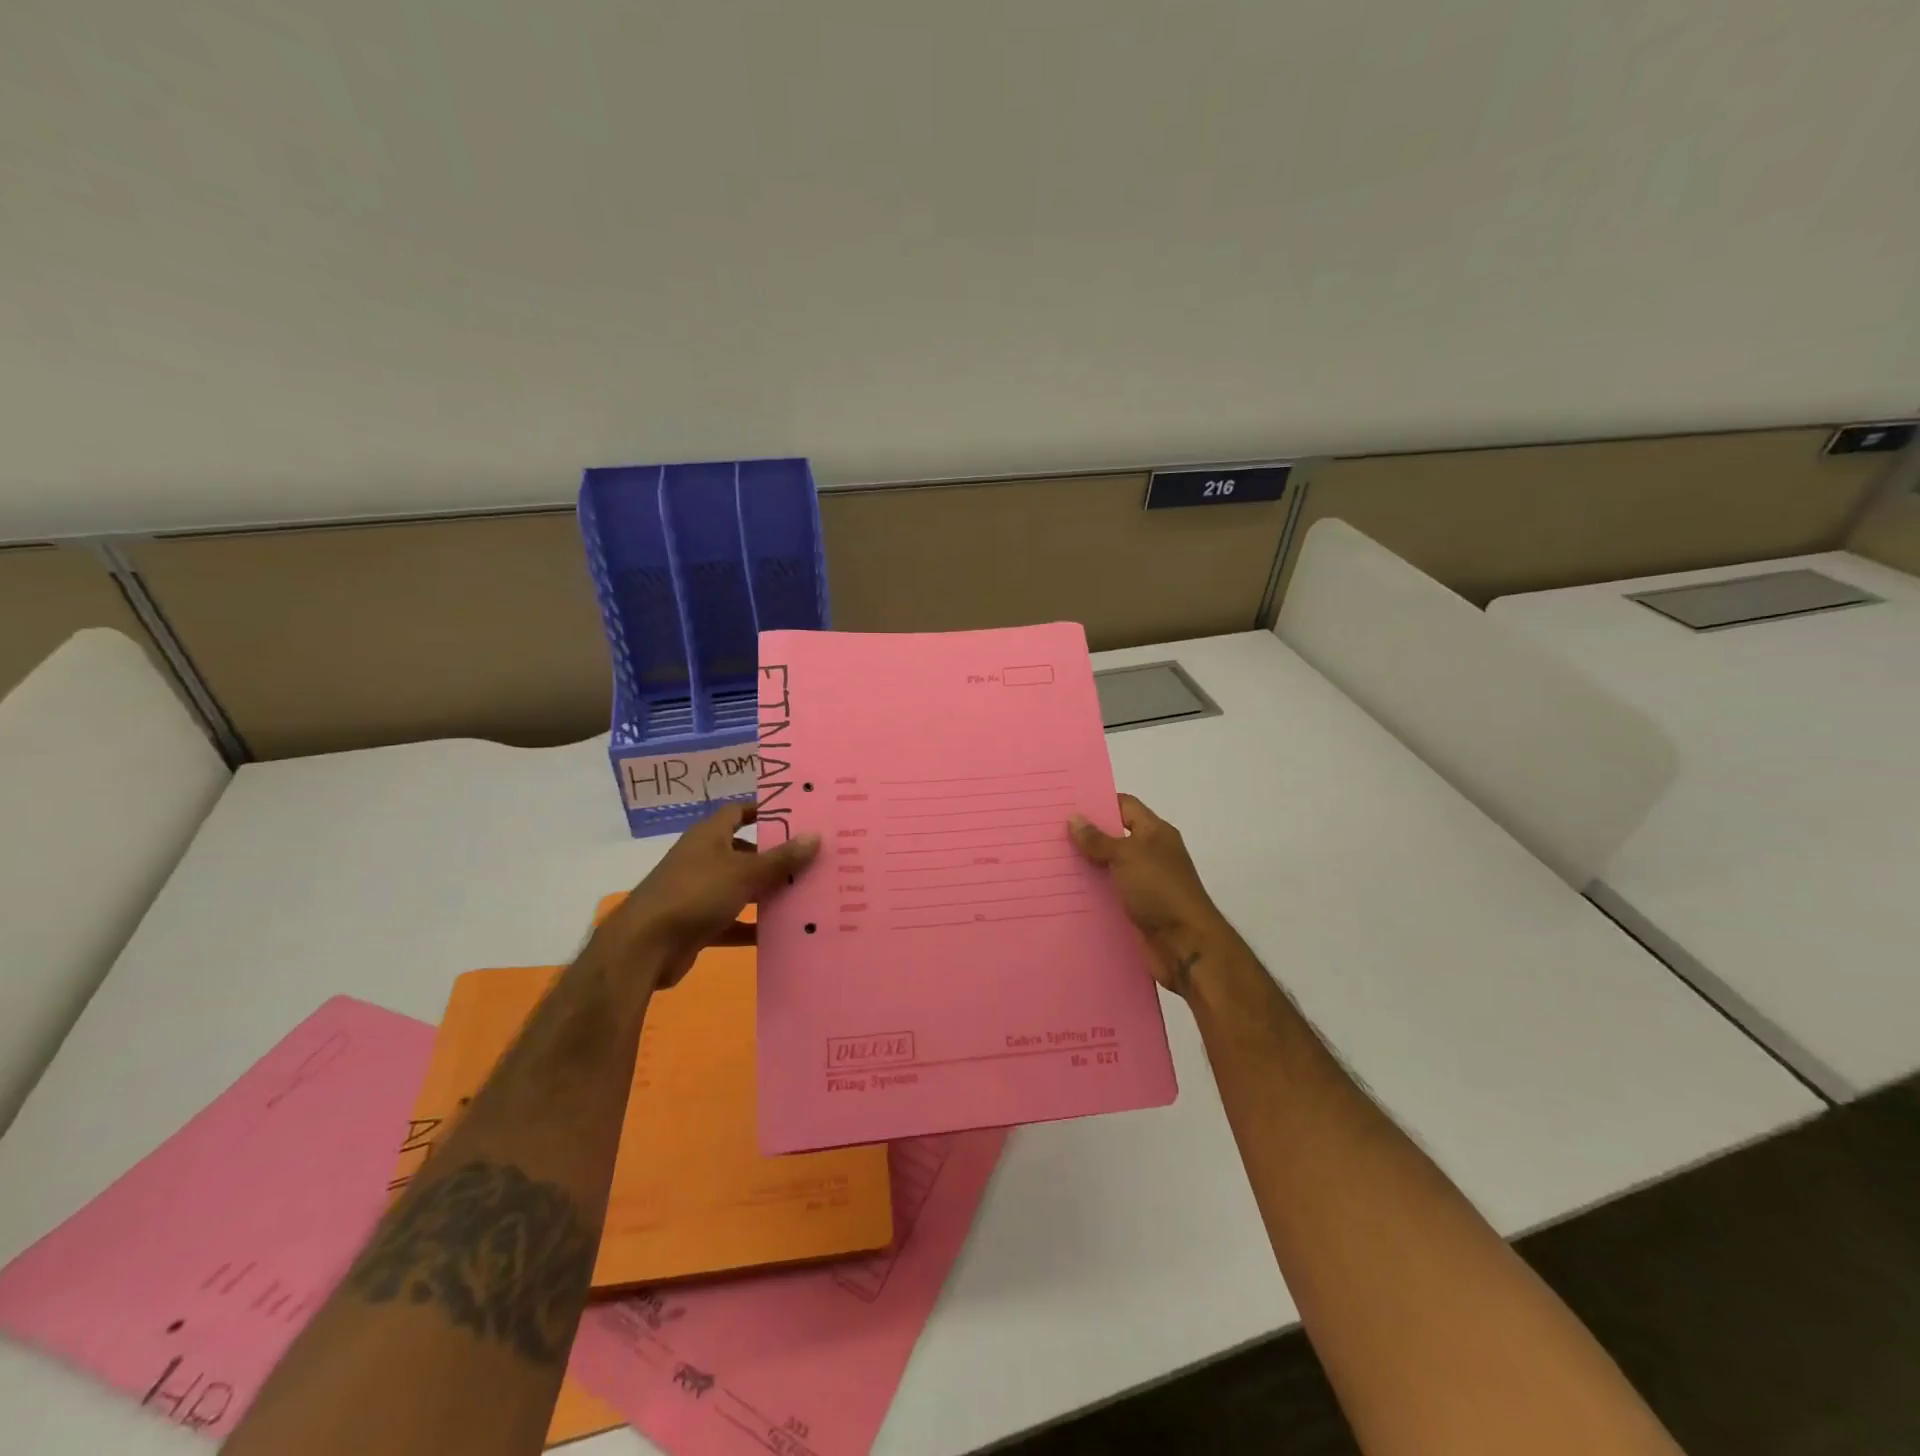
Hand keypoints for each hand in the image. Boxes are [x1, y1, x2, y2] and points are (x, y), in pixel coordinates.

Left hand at [602, 804, 819, 985]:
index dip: (764, 811)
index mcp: (709, 836)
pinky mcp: (697, 923)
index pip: (738, 812)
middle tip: (812, 859)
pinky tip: (781, 933)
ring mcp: (699, 892)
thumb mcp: (745, 873)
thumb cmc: (696, 894)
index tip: (796, 817)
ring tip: (805, 894)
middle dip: (774, 856)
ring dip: (766, 893)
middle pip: (744, 851)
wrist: (645, 947)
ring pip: (740, 887)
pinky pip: (732, 921)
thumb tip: (816, 836)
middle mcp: (703, 858)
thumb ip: (781, 858)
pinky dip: (752, 926)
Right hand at [1069, 794, 1226, 995]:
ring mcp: (1144, 883)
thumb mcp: (1127, 856)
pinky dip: (1091, 893)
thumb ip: (1098, 839)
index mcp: (1155, 833)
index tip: (1066, 806)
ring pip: (1108, 868)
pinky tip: (1064, 893)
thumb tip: (1074, 818)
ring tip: (1049, 862)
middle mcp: (1150, 854)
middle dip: (1085, 836)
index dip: (1098, 803)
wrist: (1185, 945)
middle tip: (1049, 833)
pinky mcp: (1136, 909)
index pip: (1125, 806)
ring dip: (1085, 867)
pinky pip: (1109, 894)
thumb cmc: (1160, 890)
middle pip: (1114, 837)